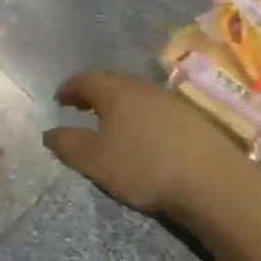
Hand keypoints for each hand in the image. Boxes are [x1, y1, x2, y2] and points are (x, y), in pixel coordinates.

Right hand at [42, 72, 244, 218]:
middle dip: (95, 94)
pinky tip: (145, 137)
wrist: (212, 181)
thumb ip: (67, 144)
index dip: (69, 89)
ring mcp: (171, 101)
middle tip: (82, 109)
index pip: (85, 80)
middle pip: (112, 83)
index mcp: (115, 91)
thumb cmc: (143, 165)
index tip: (59, 99)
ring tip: (112, 124)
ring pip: (137, 96)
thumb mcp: (94, 160)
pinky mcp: (192, 118)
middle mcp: (142, 87)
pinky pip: (157, 110)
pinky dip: (142, 117)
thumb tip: (48, 132)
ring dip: (121, 106)